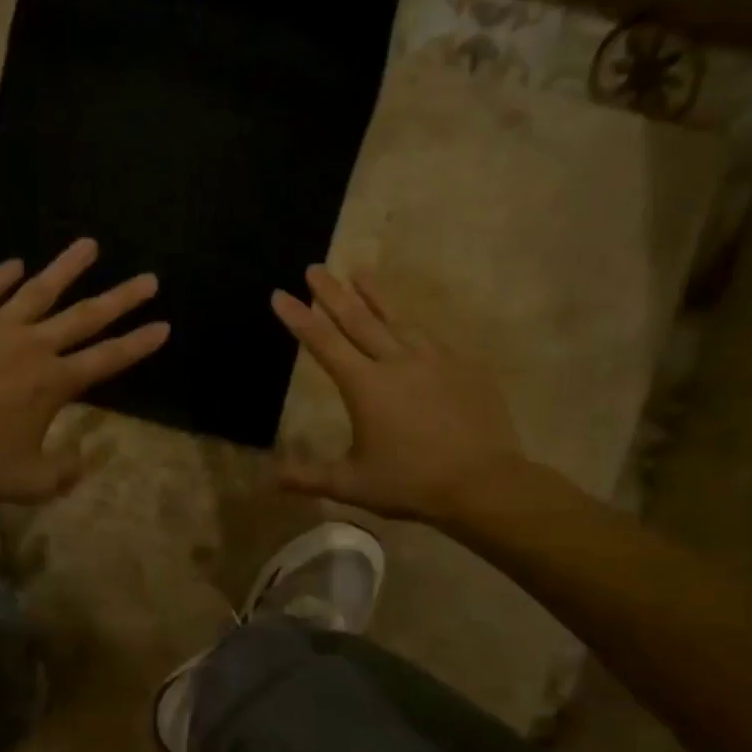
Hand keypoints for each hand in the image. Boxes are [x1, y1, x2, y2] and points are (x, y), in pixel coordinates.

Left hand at [0, 238, 168, 501]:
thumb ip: (64, 472)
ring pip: (39, 290)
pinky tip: (14, 263)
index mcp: (56, 383)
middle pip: (86, 316)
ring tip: (88, 244)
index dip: (139, 344)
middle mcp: (35, 346)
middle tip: (148, 279)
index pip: (109, 358)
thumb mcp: (31, 481)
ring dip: (67, 268)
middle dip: (121, 298)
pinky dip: (0, 276)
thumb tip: (85, 459)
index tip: (163, 325)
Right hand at [272, 266, 525, 529]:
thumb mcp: (350, 484)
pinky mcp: (464, 367)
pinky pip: (431, 338)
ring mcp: (435, 361)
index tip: (280, 293)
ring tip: (360, 272)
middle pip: (358, 319)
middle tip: (315, 267)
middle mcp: (397, 362)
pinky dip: (411, 324)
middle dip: (332, 292)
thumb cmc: (410, 483)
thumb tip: (266, 477)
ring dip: (375, 295)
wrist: (485, 484)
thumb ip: (306, 476)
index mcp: (365, 386)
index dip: (299, 318)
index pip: (323, 343)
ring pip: (398, 319)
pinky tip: (409, 322)